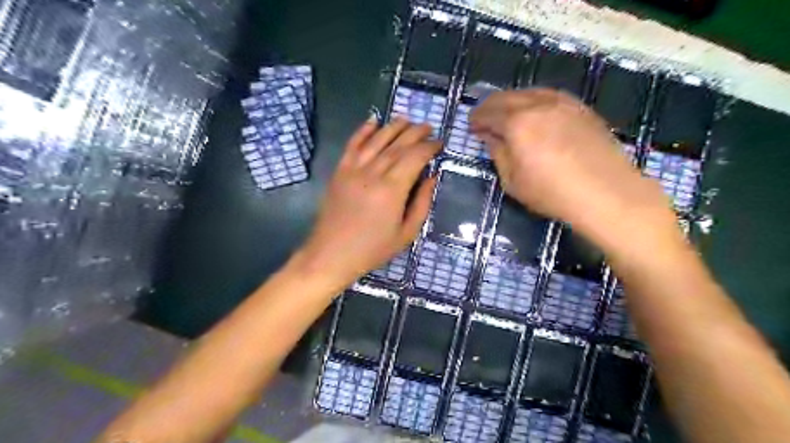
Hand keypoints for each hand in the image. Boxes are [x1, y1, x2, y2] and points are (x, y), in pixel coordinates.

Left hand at [297, 118, 441, 288]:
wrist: (331, 255)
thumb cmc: (372, 249)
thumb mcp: (406, 233)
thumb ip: (422, 203)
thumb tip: (432, 177)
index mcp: (392, 190)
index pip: (415, 157)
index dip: (429, 147)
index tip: (439, 143)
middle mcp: (373, 173)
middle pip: (398, 145)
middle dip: (415, 133)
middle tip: (428, 127)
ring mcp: (353, 170)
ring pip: (376, 140)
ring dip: (393, 127)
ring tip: (407, 120)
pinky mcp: (339, 171)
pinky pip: (352, 144)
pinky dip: (363, 131)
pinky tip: (373, 121)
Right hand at [472, 88, 675, 246]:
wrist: (606, 193)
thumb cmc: (552, 192)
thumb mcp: (513, 181)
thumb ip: (498, 153)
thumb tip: (490, 137)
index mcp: (517, 123)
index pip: (489, 113)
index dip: (477, 119)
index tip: (471, 126)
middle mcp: (538, 104)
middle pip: (507, 97)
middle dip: (491, 106)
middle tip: (484, 118)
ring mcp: (563, 103)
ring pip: (529, 92)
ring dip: (512, 101)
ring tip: (507, 114)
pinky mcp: (581, 108)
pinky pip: (550, 96)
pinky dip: (535, 101)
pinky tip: (535, 113)